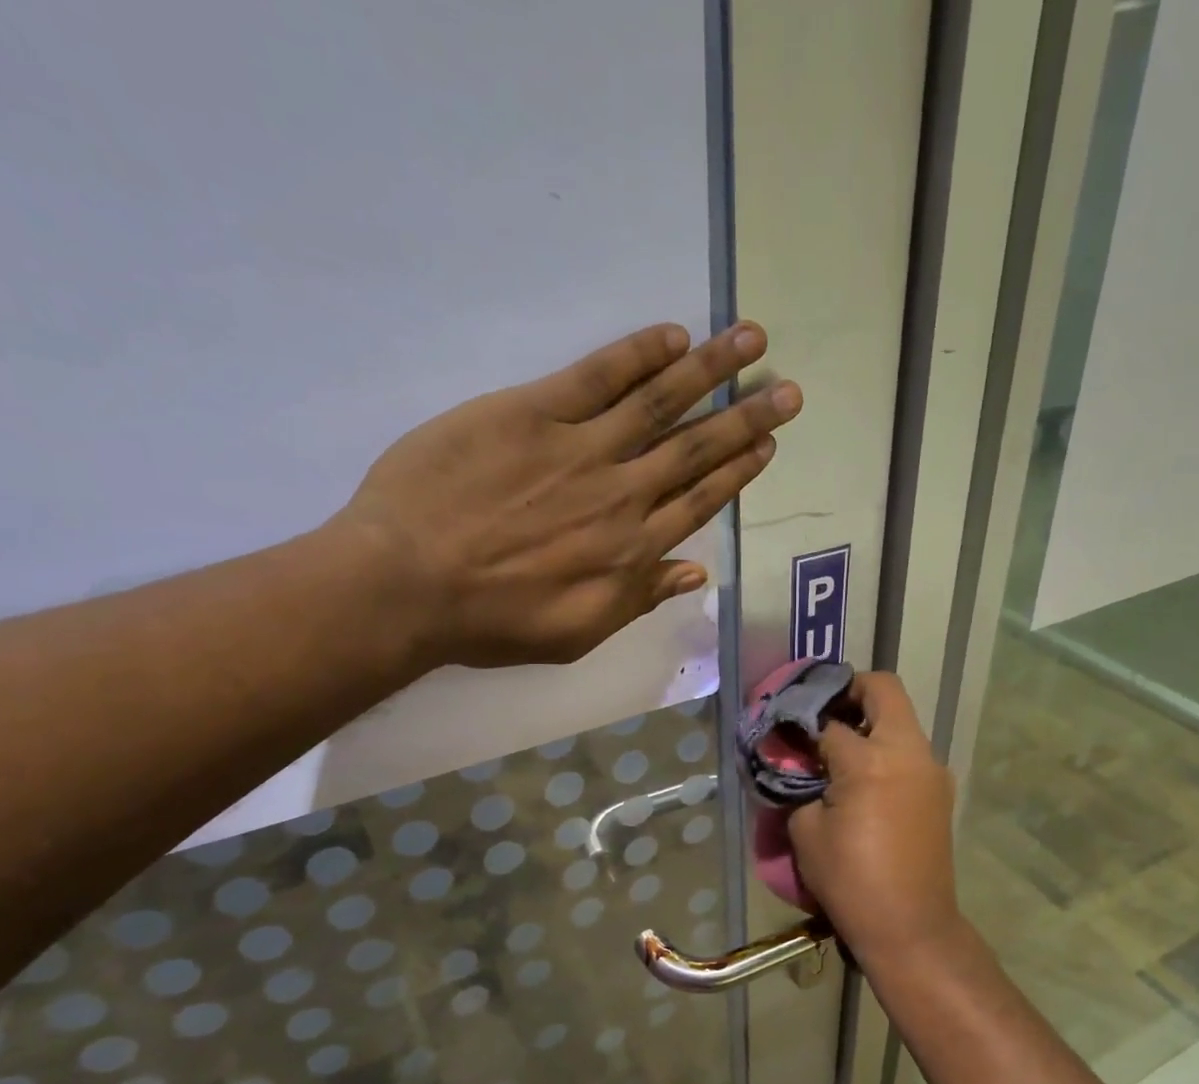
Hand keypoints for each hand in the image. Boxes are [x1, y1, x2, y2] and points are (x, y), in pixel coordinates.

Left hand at [335, 322, 801, 668]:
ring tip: (750, 339)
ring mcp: (580, 448)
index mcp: (632, 550)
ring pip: (659, 402)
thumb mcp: (578, 633)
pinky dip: (637, 355)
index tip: (768, 445)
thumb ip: (640, 598)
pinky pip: (597, 376)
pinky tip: (673, 335)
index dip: (738, 471)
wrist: (410, 584)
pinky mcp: (532, 413)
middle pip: (695, 448)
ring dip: (710, 370)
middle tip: (788, 390)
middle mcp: (622, 493)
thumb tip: (696, 572)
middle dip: (746, 417)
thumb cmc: (493, 621)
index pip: (699, 501)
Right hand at [787, 673, 968, 967]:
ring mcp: (931, 770)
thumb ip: (799, 785)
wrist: (911, 926)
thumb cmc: (850, 880)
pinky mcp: (940, 791)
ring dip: (870, 723)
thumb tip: (800, 765)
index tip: (786, 729)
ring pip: (900, 721)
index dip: (802, 722)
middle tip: (821, 716)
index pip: (829, 720)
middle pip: (883, 691)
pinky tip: (863, 781)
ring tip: (838, 752)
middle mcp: (909, 752)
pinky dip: (885, 750)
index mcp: (871, 759)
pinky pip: (910, 752)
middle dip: (849, 693)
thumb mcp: (806, 830)